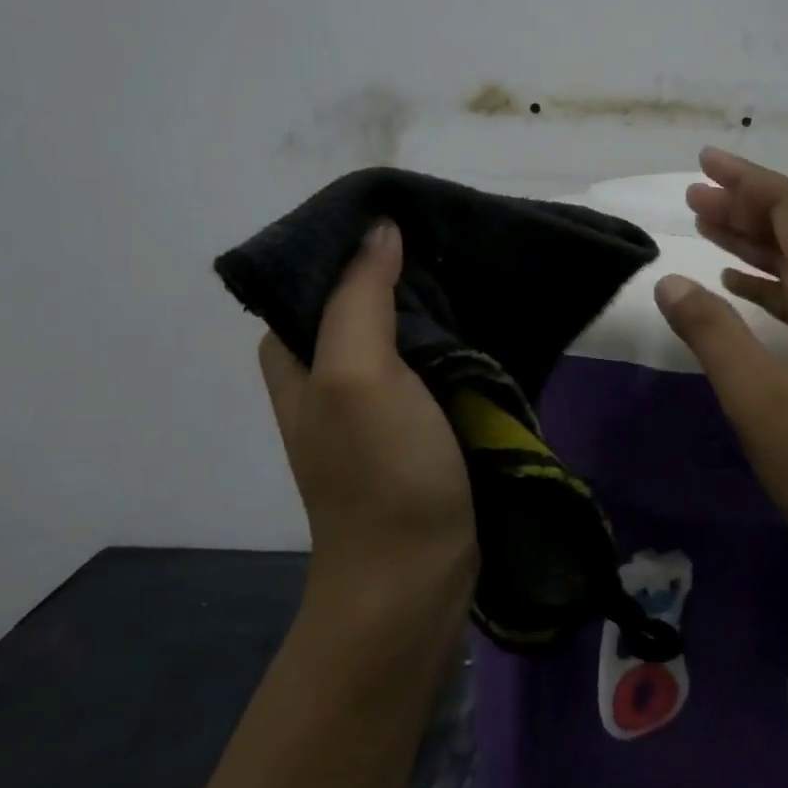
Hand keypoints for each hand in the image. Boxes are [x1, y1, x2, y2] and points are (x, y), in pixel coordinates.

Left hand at [258, 219, 476, 615]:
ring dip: (436, 304)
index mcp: (298, 356)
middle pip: (362, 298)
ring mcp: (377, 401)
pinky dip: (457, 340)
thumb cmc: (379, 473)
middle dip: (404, 267)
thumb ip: (359, 297)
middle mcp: (330, 372)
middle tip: (456, 238)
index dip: (356, 240)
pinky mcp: (419, 423)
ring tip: (478, 267)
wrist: (415, 575)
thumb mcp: (357, 376)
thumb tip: (379, 228)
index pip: (316, 274)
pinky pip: (435, 364)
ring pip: (404, 331)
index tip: (411, 212)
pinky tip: (488, 319)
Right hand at [653, 149, 787, 579]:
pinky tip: (737, 289)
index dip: (751, 182)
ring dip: (754, 244)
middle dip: (747, 206)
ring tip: (706, 227)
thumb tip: (671, 281)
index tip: (705, 164)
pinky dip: (767, 286)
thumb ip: (713, 335)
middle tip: (694, 195)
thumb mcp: (759, 400)